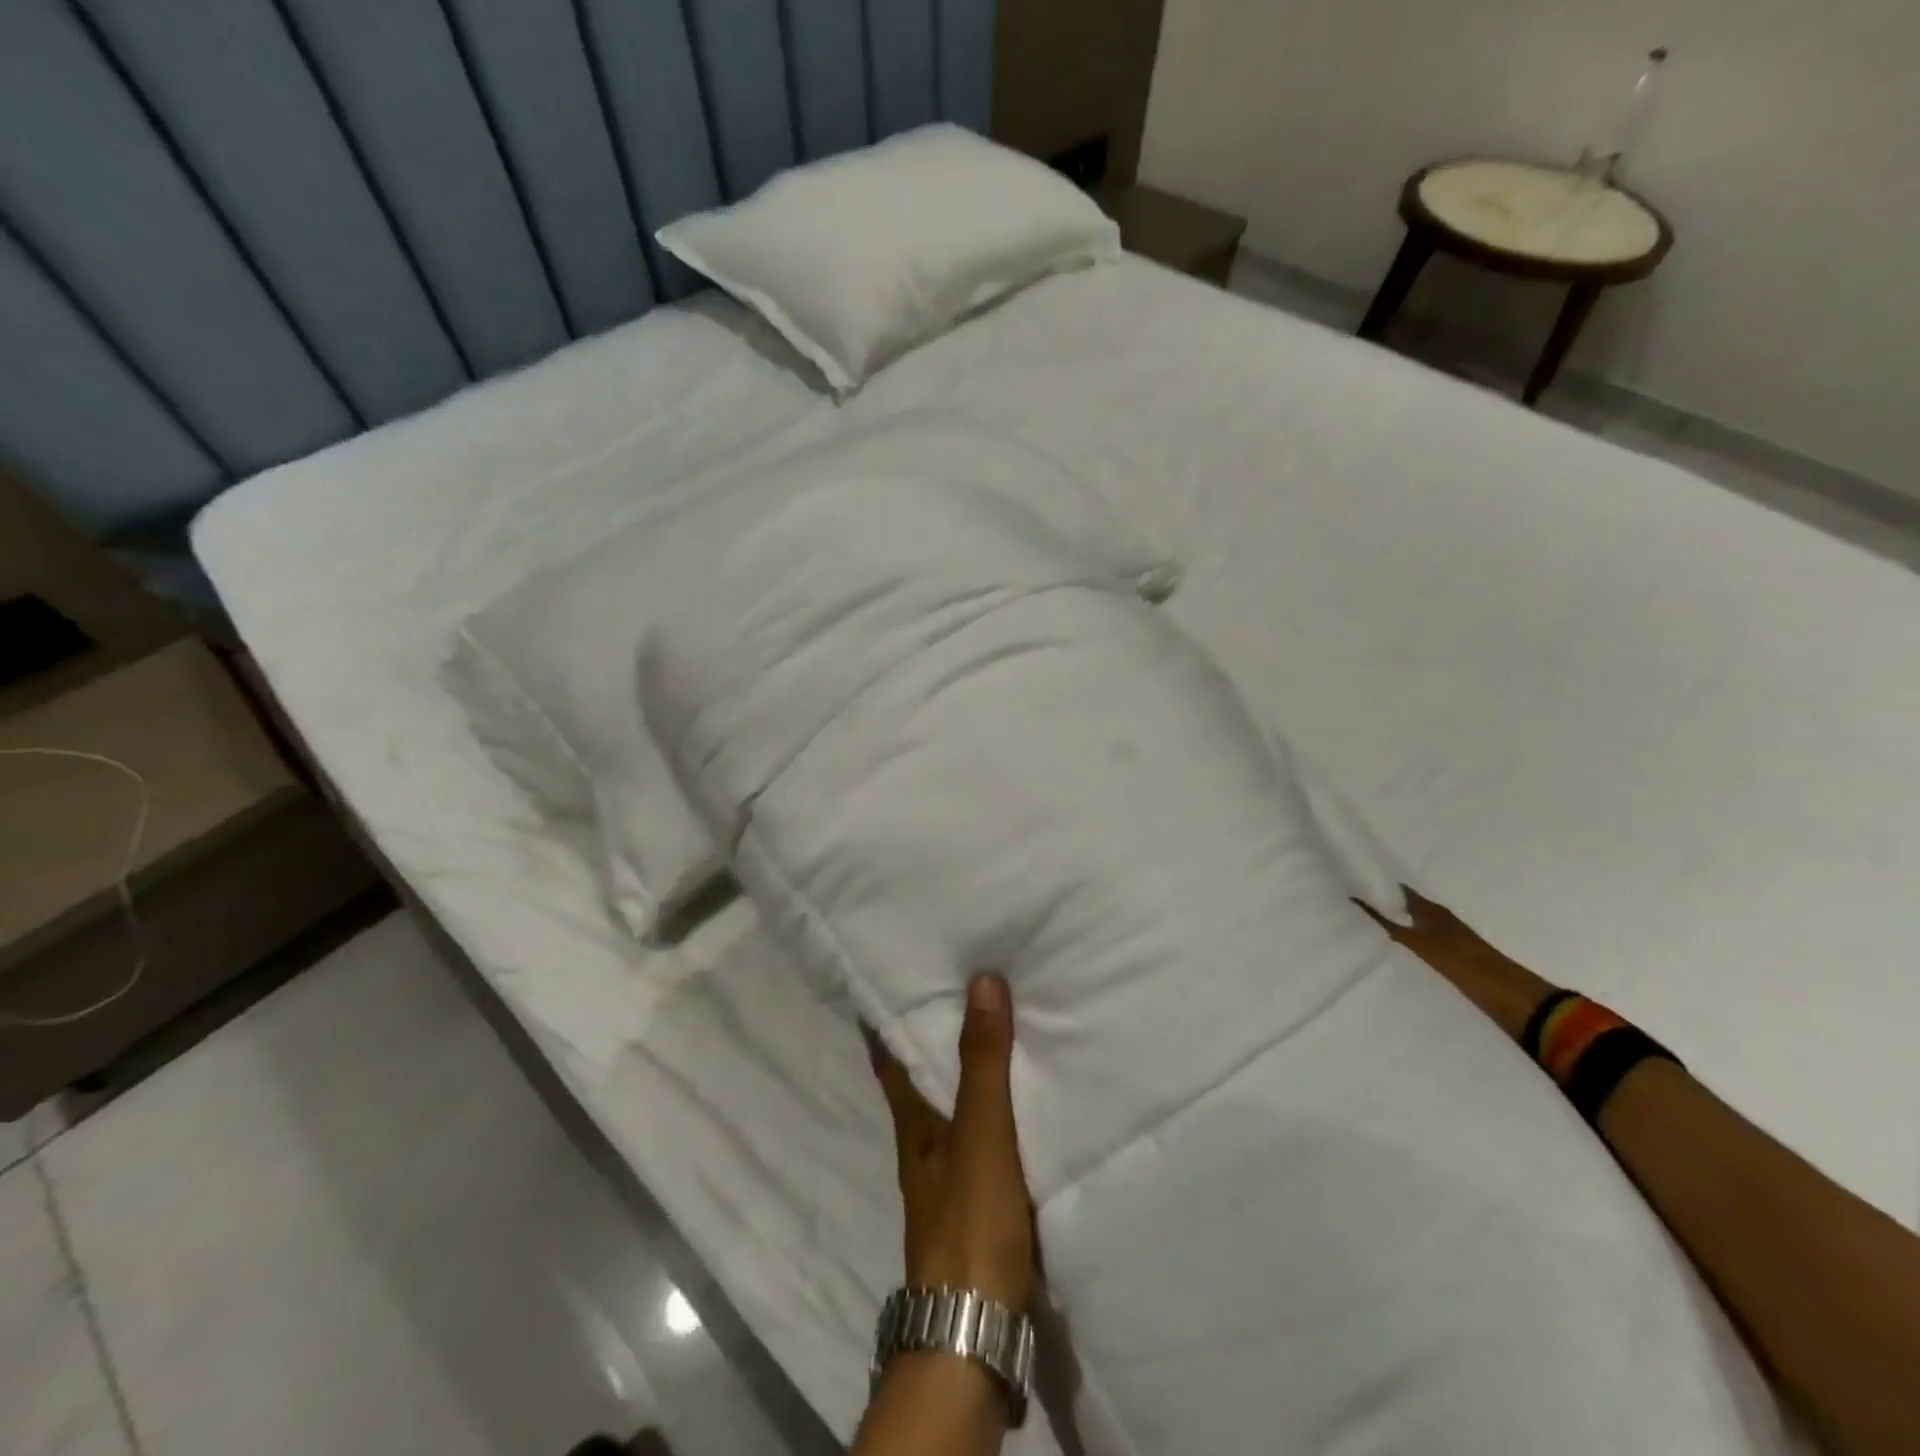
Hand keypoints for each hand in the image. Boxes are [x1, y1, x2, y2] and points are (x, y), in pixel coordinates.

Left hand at [866, 974, 1035, 1313]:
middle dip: (930, 1042)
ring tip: (988, 1037)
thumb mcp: (981, 1133)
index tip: (887, 981)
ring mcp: (948, 1182)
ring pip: (950, 1111)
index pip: (890, 1060)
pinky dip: (990, 1114)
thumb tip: (980, 980)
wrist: (976, 1331)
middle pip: (919, 1082)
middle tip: (952, 994)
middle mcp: (922, 1149)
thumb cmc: (970, 1221)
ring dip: (962, 1077)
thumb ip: (983, 1062)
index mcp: (912, 1126)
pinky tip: (1014, 1107)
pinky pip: (982, 1140)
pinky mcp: (977, 1208)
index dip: (886, 1022)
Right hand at [1358, 888, 1556, 1043]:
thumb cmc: (1463, 964)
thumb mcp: (1420, 943)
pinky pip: (1425, 946)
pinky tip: (1397, 954)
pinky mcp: (1457, 962)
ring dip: (1397, 926)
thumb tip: (1354, 900)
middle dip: (1386, 906)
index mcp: (1433, 912)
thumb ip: (1388, 924)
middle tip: (1355, 907)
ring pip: (1417, 927)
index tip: (1355, 883)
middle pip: (1410, 909)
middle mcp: (1442, 921)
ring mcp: (1452, 942)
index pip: (1402, 893)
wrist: (1513, 998)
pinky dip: (1409, 945)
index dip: (1381, 888)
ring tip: (1368, 929)